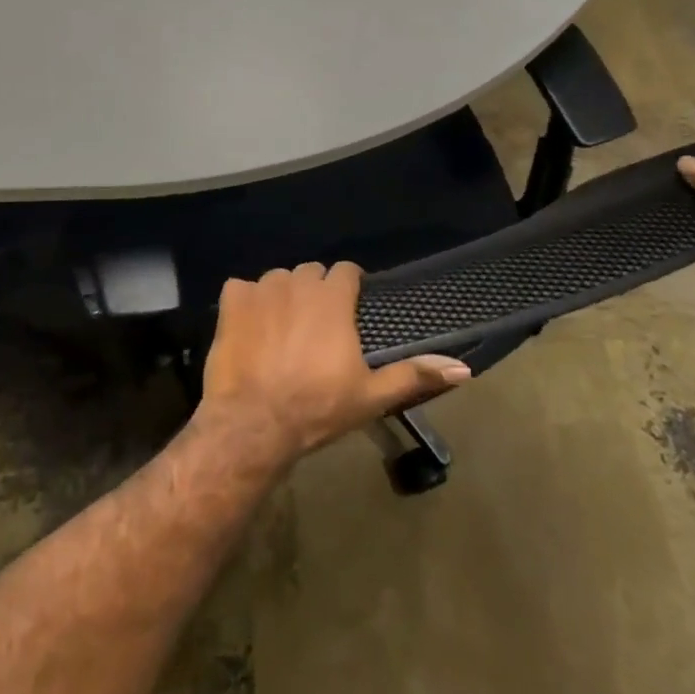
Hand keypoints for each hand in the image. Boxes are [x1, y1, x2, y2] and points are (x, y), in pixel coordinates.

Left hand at [197, 262, 471, 464]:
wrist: (254, 422)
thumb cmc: (317, 407)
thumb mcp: (371, 395)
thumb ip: (414, 374)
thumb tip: (462, 367)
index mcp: (332, 298)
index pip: (346, 270)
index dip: (350, 286)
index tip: (350, 308)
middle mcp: (297, 282)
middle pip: (312, 273)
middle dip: (317, 291)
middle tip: (317, 326)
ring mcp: (261, 289)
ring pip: (277, 278)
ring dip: (283, 295)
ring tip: (283, 328)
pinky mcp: (231, 302)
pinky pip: (241, 288)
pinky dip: (246, 302)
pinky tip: (250, 328)